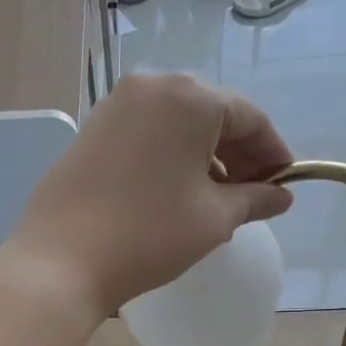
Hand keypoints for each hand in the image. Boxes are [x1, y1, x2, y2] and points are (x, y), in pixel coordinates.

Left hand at [10, 74, 293, 313]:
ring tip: (216, 197)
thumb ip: (255, 199)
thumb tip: (281, 196)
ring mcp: (116, 105)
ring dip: (204, 154)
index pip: (249, 117)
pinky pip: (148, 132)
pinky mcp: (93, 128)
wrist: (62, 260)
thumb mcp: (213, 219)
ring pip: (178, 122)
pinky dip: (171, 154)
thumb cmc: (149, 234)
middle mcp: (152, 86)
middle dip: (238, 152)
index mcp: (189, 97)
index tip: (284, 184)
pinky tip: (176, 190)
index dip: (273, 151)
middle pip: (212, 113)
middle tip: (253, 193)